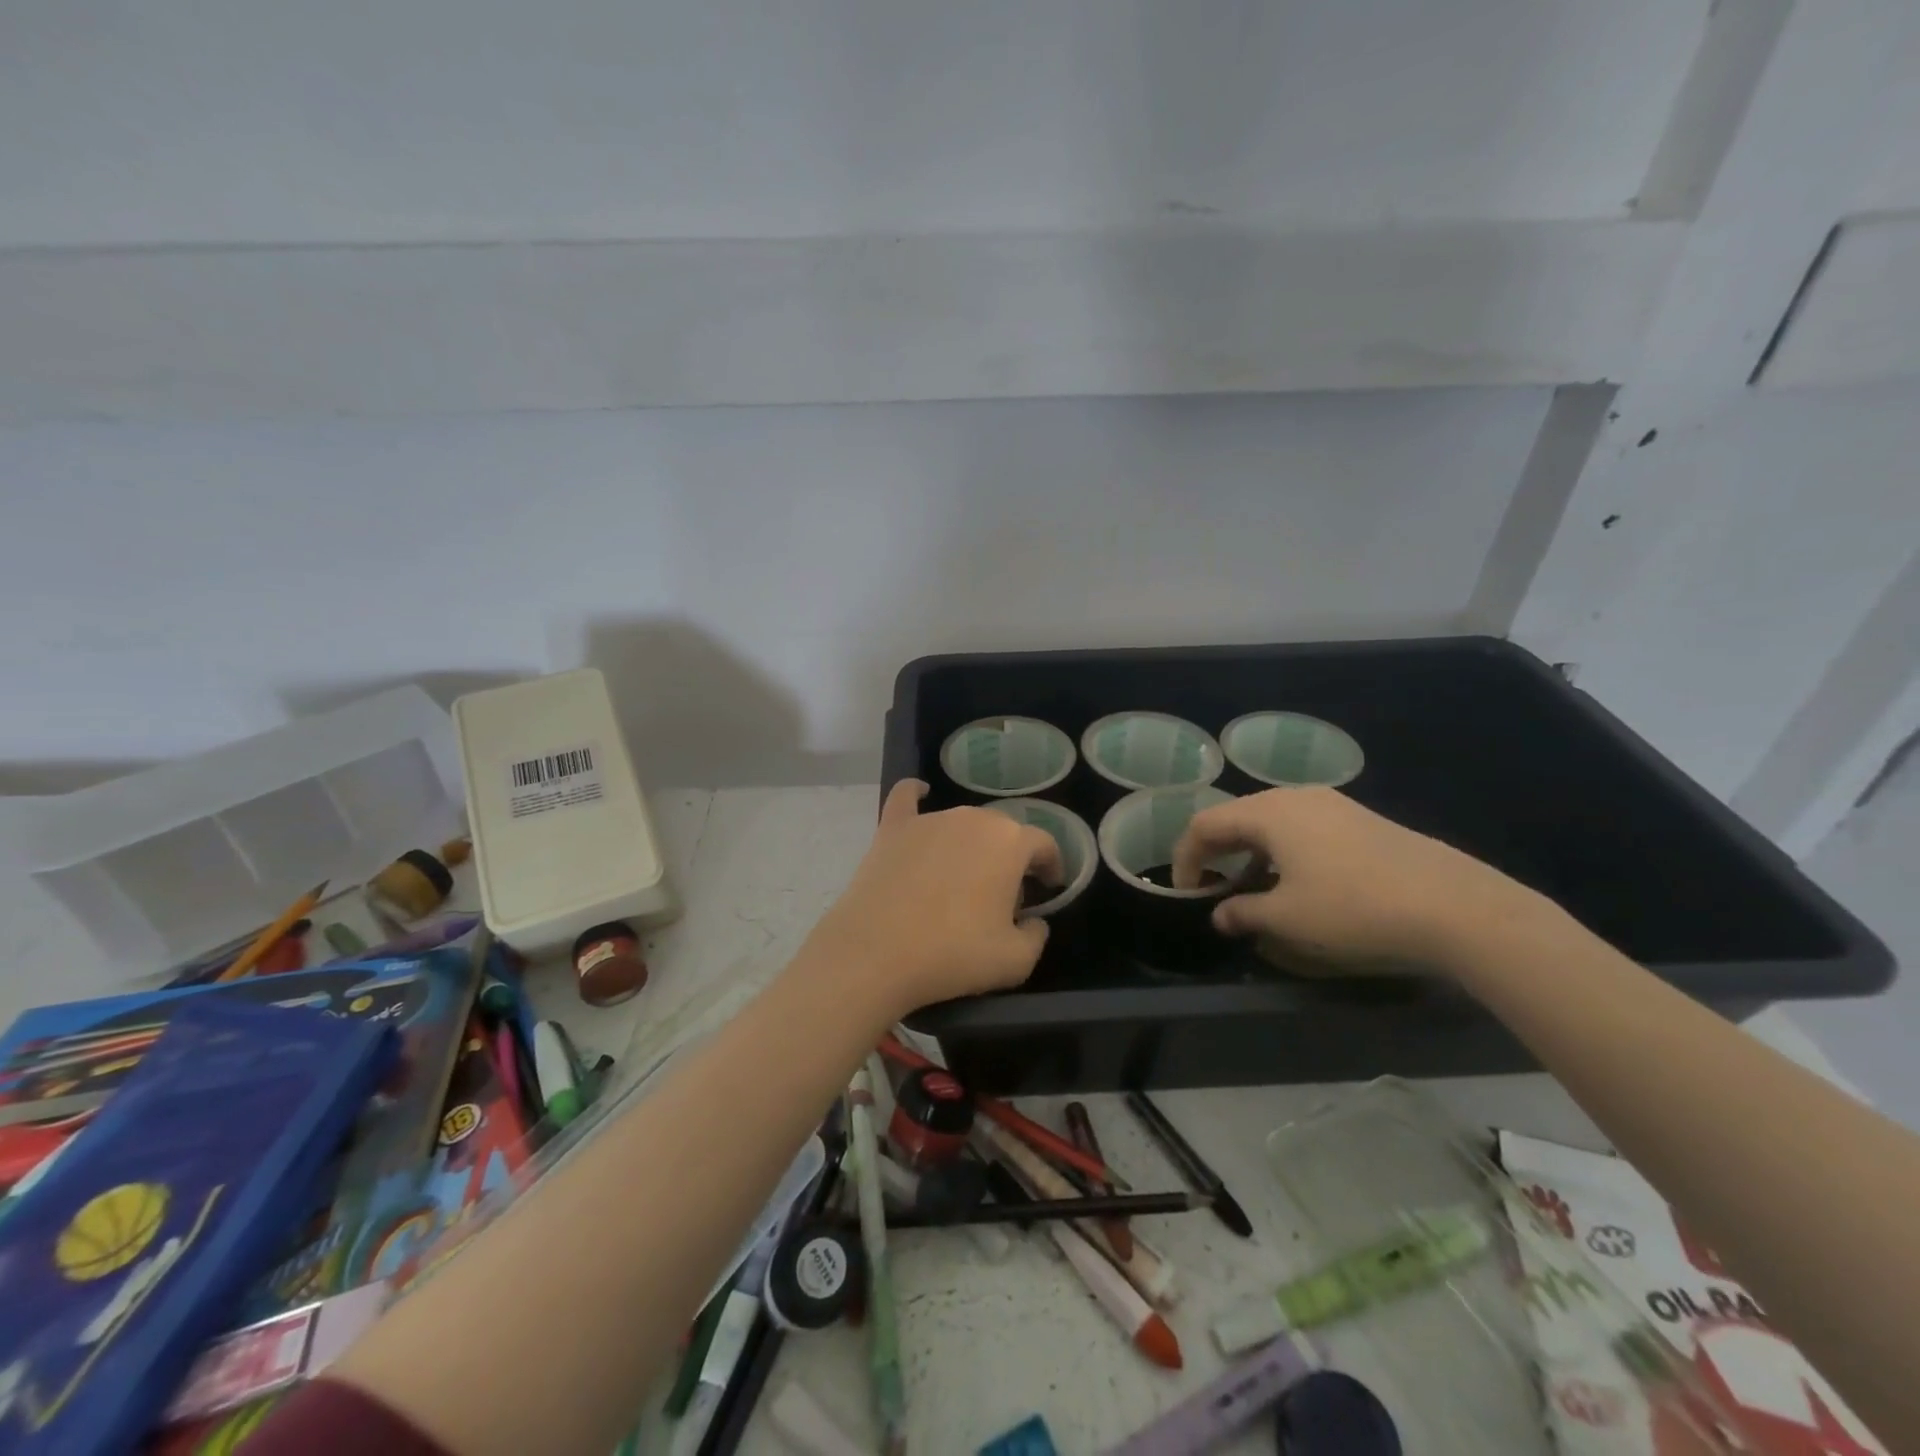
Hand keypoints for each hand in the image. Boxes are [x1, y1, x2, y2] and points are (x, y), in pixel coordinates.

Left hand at [805, 780, 1064, 1017]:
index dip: (1052, 865)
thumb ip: (1037, 936)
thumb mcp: (1016, 961)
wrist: (876, 953)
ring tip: (963, 881)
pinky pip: (907, 798)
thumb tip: (1033, 922)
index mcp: (1010, 842)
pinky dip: (916, 795)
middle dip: (1010, 860)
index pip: (1043, 844)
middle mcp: (972, 818)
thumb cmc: (954, 953)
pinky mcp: (892, 828)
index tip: (1049, 888)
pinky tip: (921, 793)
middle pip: (1003, 832)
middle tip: (1003, 897)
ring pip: (962, 824)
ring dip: (972, 845)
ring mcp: (930, 819)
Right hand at [1171, 787, 1556, 975]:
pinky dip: (1280, 849)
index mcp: (1269, 813)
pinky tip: (1295, 880)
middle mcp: (1295, 797)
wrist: (1453, 905)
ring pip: (1270, 821)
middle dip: (1215, 851)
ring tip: (1250, 887)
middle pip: (1237, 816)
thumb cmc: (1353, 907)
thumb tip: (1219, 915)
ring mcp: (1332, 804)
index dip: (1186, 857)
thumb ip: (1243, 913)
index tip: (1185, 892)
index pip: (1206, 824)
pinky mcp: (1359, 819)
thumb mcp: (1287, 918)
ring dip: (1249, 851)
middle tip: (1209, 887)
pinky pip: (1301, 827)